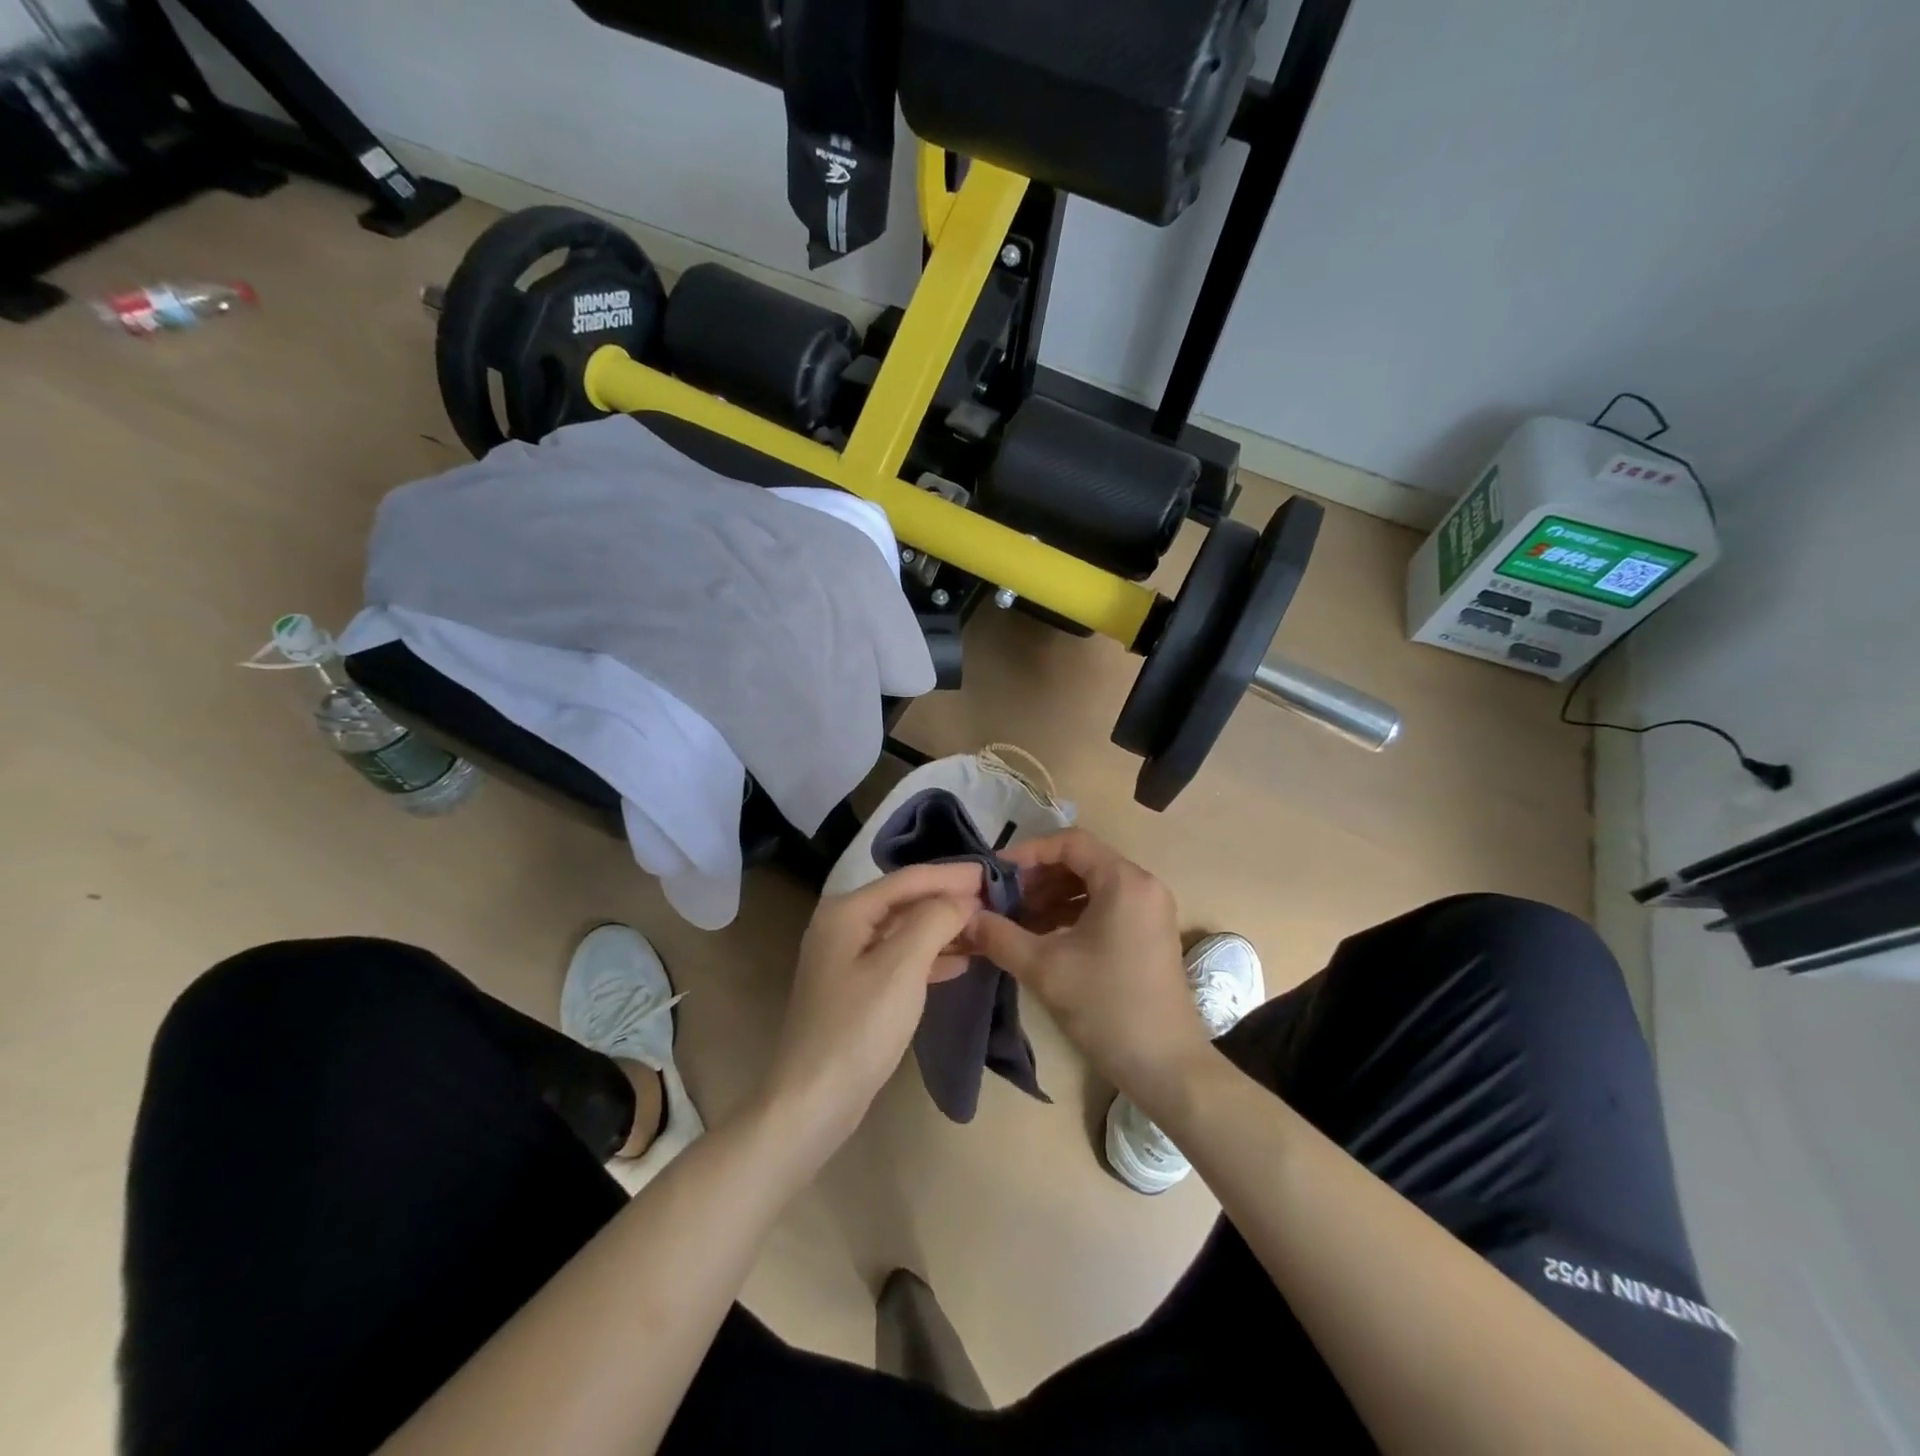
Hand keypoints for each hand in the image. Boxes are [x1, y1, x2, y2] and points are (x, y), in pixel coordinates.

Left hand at [765, 863, 982, 1145]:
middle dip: (949, 900)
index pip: (909, 879)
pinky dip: (930, 956)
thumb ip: (934, 920)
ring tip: (986, 928)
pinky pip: (900, 958)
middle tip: (996, 899)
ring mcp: (847, 958)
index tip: (994, 872)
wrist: (814, 1100)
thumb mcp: (902, 967)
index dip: (952, 874)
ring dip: (943, 928)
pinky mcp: (856, 988)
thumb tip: (963, 898)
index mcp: (847, 911)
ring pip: (905, 931)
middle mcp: (843, 925)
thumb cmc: (859, 1027)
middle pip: (906, 901)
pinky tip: (961, 961)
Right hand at [965, 829, 1208, 1107]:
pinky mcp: (1149, 934)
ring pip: (1092, 886)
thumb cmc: (1107, 1007)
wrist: (1167, 1067)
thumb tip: (966, 917)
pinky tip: (1043, 938)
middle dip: (1038, 878)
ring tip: (1017, 921)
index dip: (1028, 852)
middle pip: (1081, 862)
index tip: (995, 873)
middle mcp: (1142, 885)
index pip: (1070, 842)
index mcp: (1124, 881)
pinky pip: (1105, 907)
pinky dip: (1072, 915)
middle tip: (1003, 899)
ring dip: (1052, 897)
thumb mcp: (1044, 968)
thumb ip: (1000, 935)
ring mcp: (1150, 910)